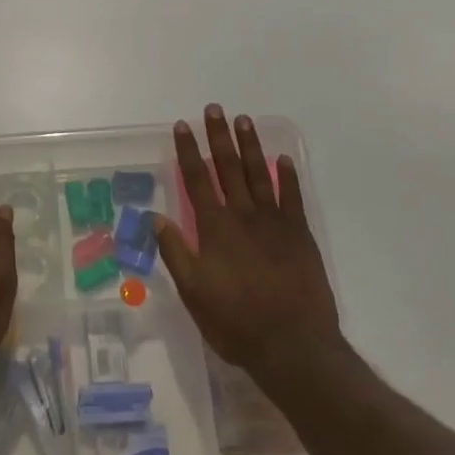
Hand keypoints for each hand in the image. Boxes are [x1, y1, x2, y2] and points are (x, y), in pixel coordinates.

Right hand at [154, 105, 341, 399]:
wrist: (293, 345)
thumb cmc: (235, 321)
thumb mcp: (193, 292)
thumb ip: (175, 251)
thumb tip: (155, 217)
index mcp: (215, 228)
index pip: (197, 180)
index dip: (188, 151)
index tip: (181, 126)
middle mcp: (243, 216)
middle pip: (228, 168)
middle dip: (219, 137)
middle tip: (214, 109)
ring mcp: (275, 223)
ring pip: (260, 175)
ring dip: (250, 146)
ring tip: (244, 120)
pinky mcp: (300, 235)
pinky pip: (293, 198)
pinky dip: (288, 176)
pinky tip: (284, 159)